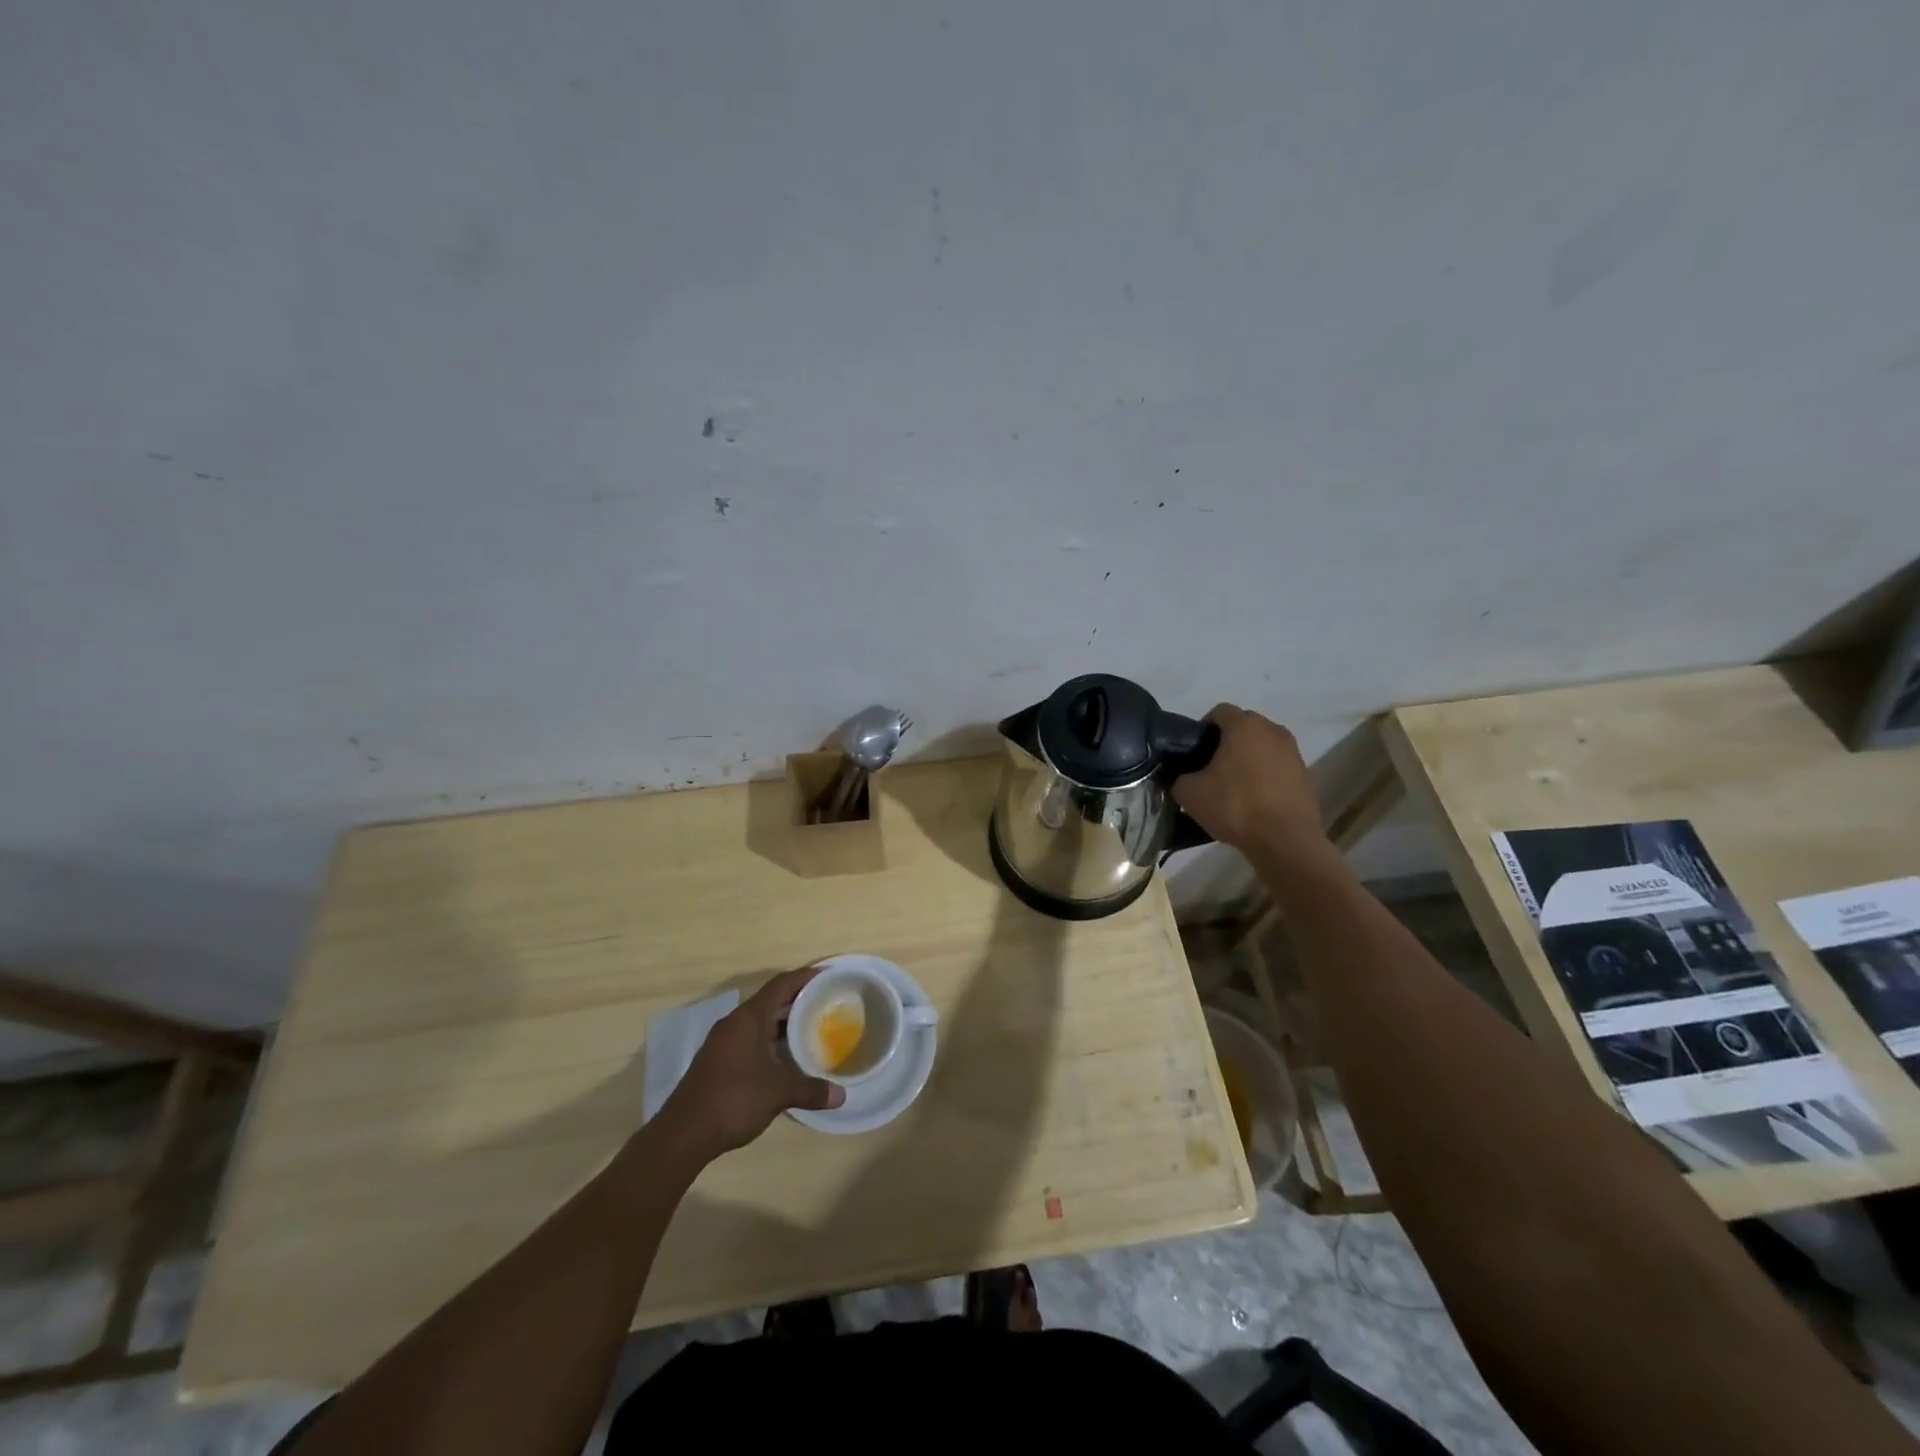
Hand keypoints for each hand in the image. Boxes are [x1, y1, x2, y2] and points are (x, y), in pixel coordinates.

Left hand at [659, 966, 844, 1156]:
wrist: (684, 1133)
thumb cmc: (734, 1099)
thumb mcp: (779, 1093)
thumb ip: (811, 1090)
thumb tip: (841, 1096)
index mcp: (749, 1018)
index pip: (781, 984)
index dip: (805, 976)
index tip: (828, 975)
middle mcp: (735, 1022)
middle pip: (770, 1000)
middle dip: (797, 1000)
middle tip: (825, 1003)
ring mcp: (722, 1041)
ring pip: (759, 1021)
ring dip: (782, 1022)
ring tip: (810, 1028)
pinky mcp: (716, 1060)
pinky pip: (749, 1037)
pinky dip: (769, 1039)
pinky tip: (784, 1057)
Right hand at [1172, 704, 1324, 859]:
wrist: (1284, 840)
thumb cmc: (1234, 807)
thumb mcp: (1189, 793)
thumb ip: (1180, 778)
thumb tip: (1183, 778)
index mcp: (1244, 726)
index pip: (1220, 711)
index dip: (1203, 727)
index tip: (1195, 751)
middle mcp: (1273, 730)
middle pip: (1244, 726)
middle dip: (1227, 742)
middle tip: (1211, 768)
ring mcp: (1293, 752)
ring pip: (1263, 746)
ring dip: (1249, 758)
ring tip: (1235, 786)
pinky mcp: (1306, 775)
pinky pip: (1278, 767)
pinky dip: (1266, 776)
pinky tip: (1255, 800)